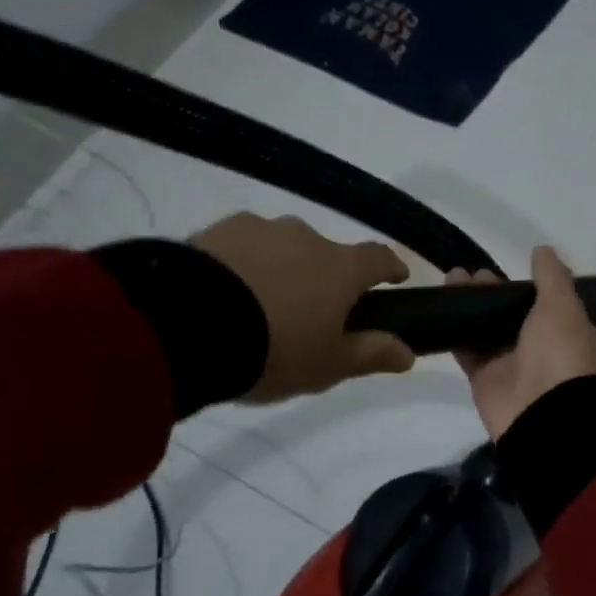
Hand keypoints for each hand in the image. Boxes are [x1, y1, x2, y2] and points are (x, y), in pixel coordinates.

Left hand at [190, 213, 413, 401]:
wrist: (186, 326)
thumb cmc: (274, 350)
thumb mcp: (329, 365)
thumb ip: (371, 354)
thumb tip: (409, 353)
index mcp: (342, 267)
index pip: (379, 258)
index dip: (390, 268)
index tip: (394, 279)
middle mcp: (307, 237)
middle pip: (327, 254)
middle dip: (324, 276)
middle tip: (309, 310)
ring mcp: (260, 229)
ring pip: (282, 247)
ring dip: (281, 268)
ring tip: (259, 303)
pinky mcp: (216, 231)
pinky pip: (240, 247)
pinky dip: (242, 264)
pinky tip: (224, 292)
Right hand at [450, 246, 595, 439]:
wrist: (541, 413)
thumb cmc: (560, 352)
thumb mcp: (563, 305)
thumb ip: (551, 276)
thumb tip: (543, 249)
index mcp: (575, 331)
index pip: (558, 302)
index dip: (538, 284)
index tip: (517, 267)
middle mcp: (547, 346)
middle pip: (517, 311)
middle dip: (496, 290)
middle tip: (474, 273)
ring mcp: (514, 362)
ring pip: (490, 326)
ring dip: (472, 304)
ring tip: (452, 279)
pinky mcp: (486, 377)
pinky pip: (468, 349)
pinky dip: (455, 330)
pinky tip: (441, 306)